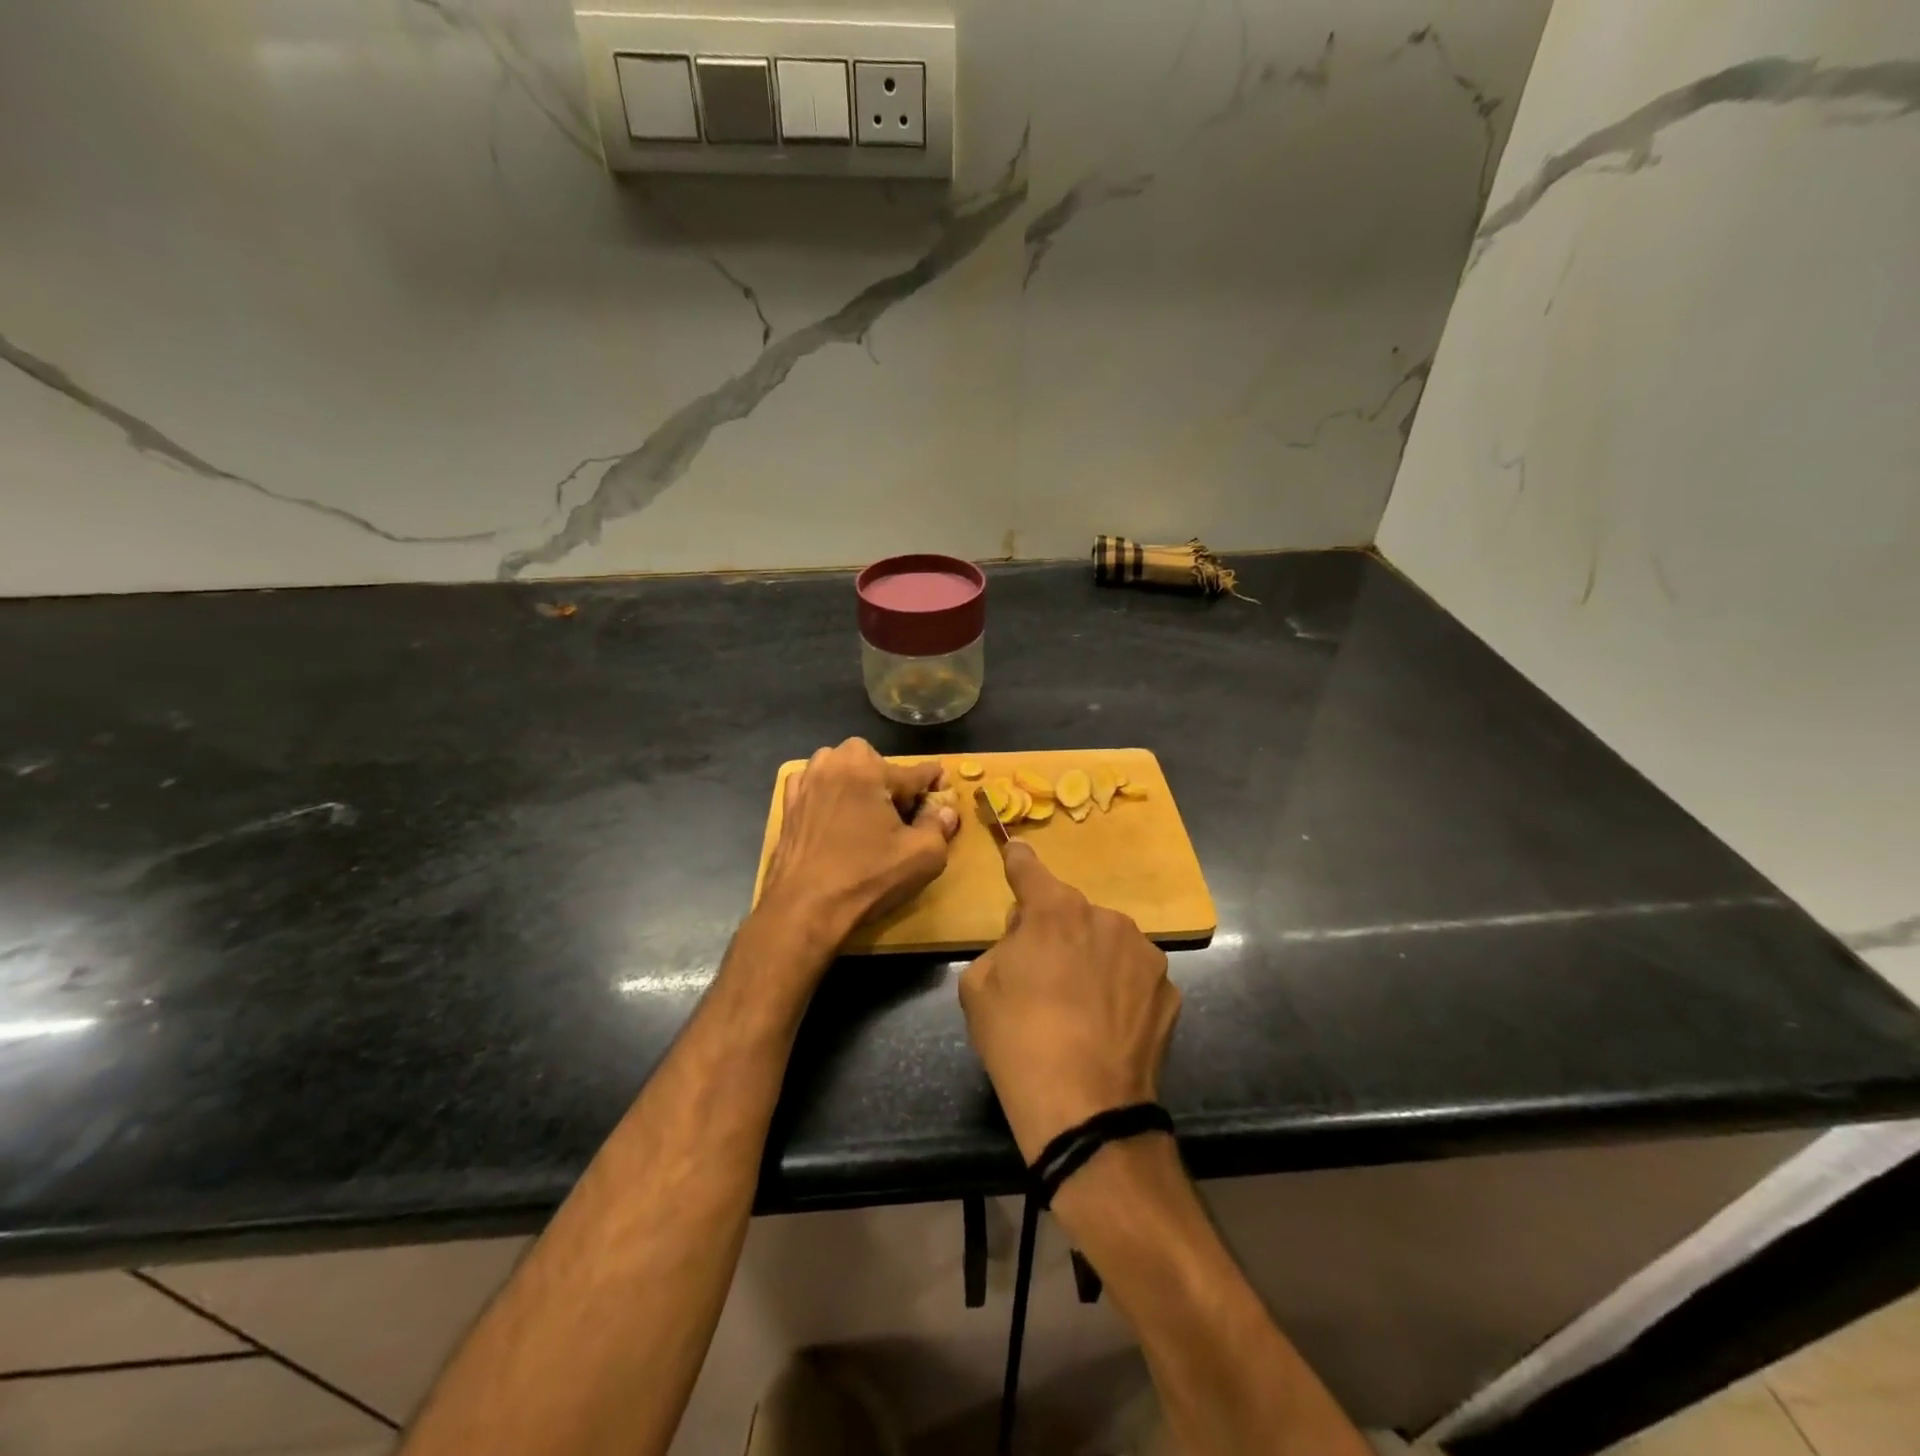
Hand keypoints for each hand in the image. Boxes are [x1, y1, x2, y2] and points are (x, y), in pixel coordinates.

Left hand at [756, 739, 959, 952]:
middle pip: (874, 759)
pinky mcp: (788, 803)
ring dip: (855, 778)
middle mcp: (835, 764)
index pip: (916, 771)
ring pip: (839, 764)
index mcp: (870, 770)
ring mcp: (807, 782)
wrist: (804, 908)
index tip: (943, 795)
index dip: (935, 783)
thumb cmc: (866, 878)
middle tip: (898, 810)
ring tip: (865, 808)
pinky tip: (831, 812)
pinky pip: (812, 781)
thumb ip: (939, 825)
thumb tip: (946, 810)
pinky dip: (825, 789)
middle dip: (889, 777)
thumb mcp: (922, 856)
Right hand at [959, 842, 1179, 1163]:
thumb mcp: (978, 986)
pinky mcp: (1169, 990)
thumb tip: (1025, 938)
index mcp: (1055, 910)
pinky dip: (1120, 990)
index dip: (1017, 861)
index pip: (1029, 868)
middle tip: (1041, 975)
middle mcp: (1106, 918)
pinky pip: (1133, 976)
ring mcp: (1144, 953)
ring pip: (1106, 942)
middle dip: (1054, 930)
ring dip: (1091, 958)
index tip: (1015, 851)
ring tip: (1079, 1008)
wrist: (1085, 1110)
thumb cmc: (1018, 1040)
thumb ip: (1002, 945)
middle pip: (1070, 912)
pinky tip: (1108, 1026)